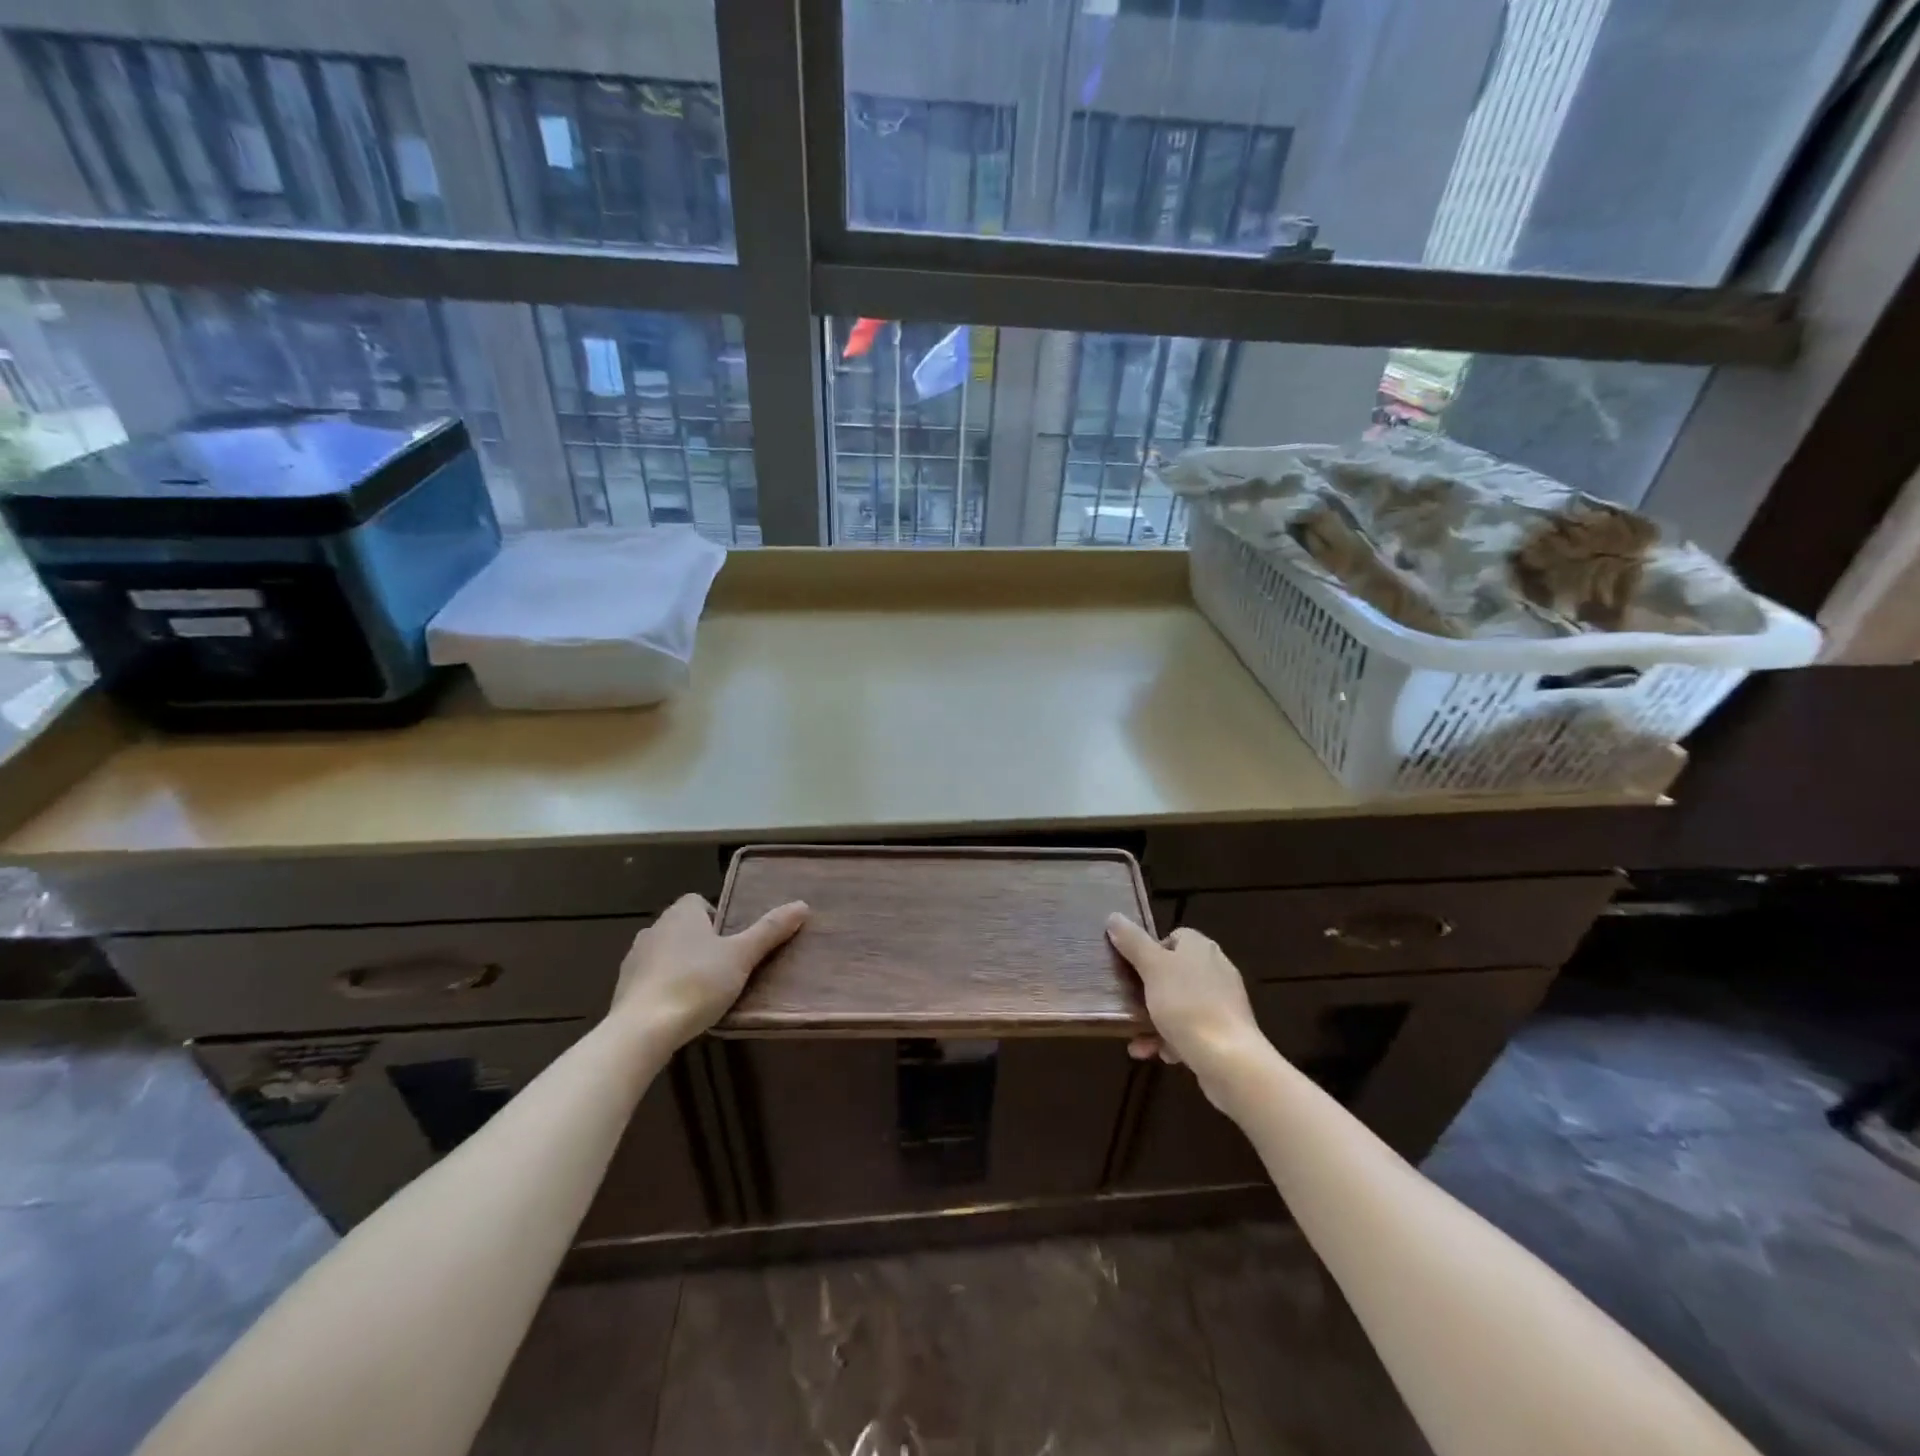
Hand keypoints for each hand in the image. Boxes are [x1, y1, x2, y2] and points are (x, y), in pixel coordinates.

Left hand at [610, 893, 808, 1046]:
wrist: (642, 1029)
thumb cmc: (697, 983)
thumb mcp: (742, 956)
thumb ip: (770, 930)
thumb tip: (802, 905)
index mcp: (681, 914)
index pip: (699, 901)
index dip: (717, 917)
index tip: (732, 942)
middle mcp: (654, 928)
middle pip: (683, 927)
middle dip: (701, 943)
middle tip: (725, 967)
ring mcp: (634, 958)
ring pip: (665, 952)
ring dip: (680, 964)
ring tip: (703, 991)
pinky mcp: (622, 987)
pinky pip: (650, 978)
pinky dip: (664, 987)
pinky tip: (678, 1009)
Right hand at [1106, 915, 1267, 1103]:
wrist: (1229, 1059)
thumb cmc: (1186, 1004)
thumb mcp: (1152, 967)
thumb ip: (1133, 942)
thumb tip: (1114, 917)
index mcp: (1201, 948)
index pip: (1174, 937)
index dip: (1151, 951)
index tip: (1134, 970)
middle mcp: (1216, 969)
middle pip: (1175, 973)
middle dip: (1149, 992)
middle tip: (1130, 1004)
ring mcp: (1223, 1002)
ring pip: (1181, 1005)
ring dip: (1157, 1021)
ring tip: (1138, 1040)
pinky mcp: (1227, 1032)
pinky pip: (1193, 1029)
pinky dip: (1174, 1040)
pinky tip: (1160, 1054)